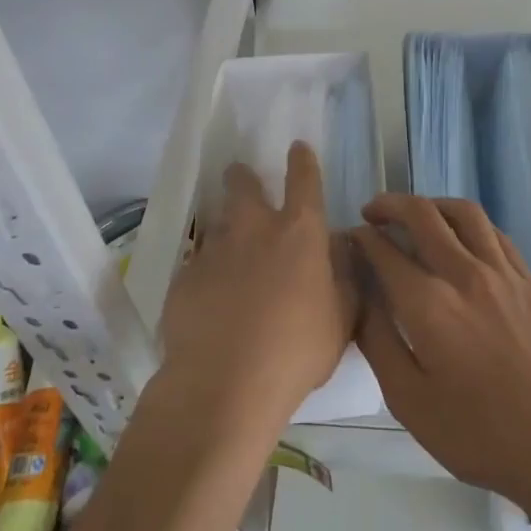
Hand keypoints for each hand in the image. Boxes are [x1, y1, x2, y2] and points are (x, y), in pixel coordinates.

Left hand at [158, 142, 356, 432]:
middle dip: (242, 177)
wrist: (224, 384)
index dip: (302, 161)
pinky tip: (209, 298)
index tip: (297, 147)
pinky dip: (206, 273)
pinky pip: (197, 265)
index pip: (304, 181)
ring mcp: (214, 252)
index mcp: (300, 234)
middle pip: (243, 186)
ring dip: (225, 229)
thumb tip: (344, 251)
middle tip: (241, 177)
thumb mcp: (342, 319)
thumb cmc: (297, 351)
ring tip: (229, 250)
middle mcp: (255, 230)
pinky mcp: (184, 279)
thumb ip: (346, 279)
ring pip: (217, 225)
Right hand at [353, 195, 530, 517]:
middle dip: (391, 206)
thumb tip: (362, 299)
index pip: (385, 251)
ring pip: (464, 213)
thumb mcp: (409, 401)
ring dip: (433, 204)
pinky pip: (495, 233)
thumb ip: (379, 342)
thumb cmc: (477, 433)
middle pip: (423, 215)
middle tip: (373, 213)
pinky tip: (462, 237)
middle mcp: (464, 274)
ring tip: (417, 215)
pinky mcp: (529, 282)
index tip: (350, 238)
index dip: (362, 238)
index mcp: (428, 304)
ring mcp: (502, 273)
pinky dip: (470, 223)